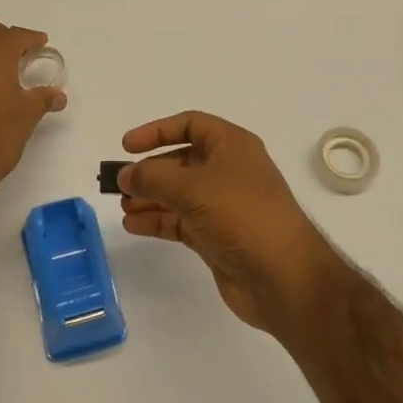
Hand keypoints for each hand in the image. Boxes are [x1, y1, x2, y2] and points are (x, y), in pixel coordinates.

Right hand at [119, 112, 341, 337]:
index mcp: (232, 146)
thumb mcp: (193, 188)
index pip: (190, 125)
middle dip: (150, 170)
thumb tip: (125, 175)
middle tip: (119, 183)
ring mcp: (223, 206)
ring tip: (123, 206)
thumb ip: (153, 177)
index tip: (127, 146)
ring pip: (178, 194)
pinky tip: (134, 225)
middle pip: (181, 161)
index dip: (158, 131)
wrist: (284, 277)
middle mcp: (229, 171)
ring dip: (150, 197)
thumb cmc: (242, 216)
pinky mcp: (217, 236)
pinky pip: (181, 221)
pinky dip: (158, 221)